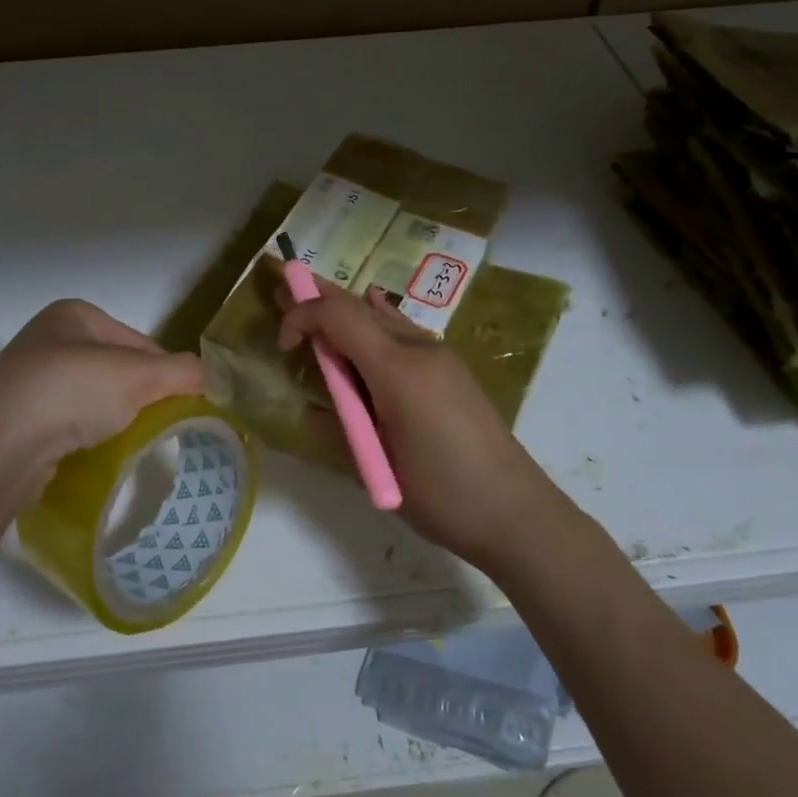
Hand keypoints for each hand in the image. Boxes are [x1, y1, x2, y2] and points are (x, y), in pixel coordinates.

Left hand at [0, 300, 206, 522]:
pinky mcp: (14, 420)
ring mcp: (26, 381)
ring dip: (110, 419)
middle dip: (138, 397)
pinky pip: (65, 425)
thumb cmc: (72, 391)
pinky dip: (82, 438)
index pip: (139, 342)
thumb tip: (210, 375)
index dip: (166, 372)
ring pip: (90, 399)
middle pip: (114, 369)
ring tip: (124, 444)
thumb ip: (182, 372)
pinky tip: (90, 455)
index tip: (183, 404)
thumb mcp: (140, 376)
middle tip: (157, 427)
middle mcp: (47, 339)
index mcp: (75, 315)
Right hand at [278, 281, 562, 568]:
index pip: (339, 316)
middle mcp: (419, 349)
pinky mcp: (451, 369)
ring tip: (317, 300)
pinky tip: (373, 310)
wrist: (515, 512)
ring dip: (347, 308)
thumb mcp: (376, 466)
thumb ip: (338, 428)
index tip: (282, 344)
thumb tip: (314, 410)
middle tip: (285, 284)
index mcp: (396, 369)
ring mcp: (440, 356)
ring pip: (383, 314)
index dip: (303, 315)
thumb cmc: (440, 493)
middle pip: (360, 306)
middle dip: (319, 296)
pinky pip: (404, 330)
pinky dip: (377, 319)